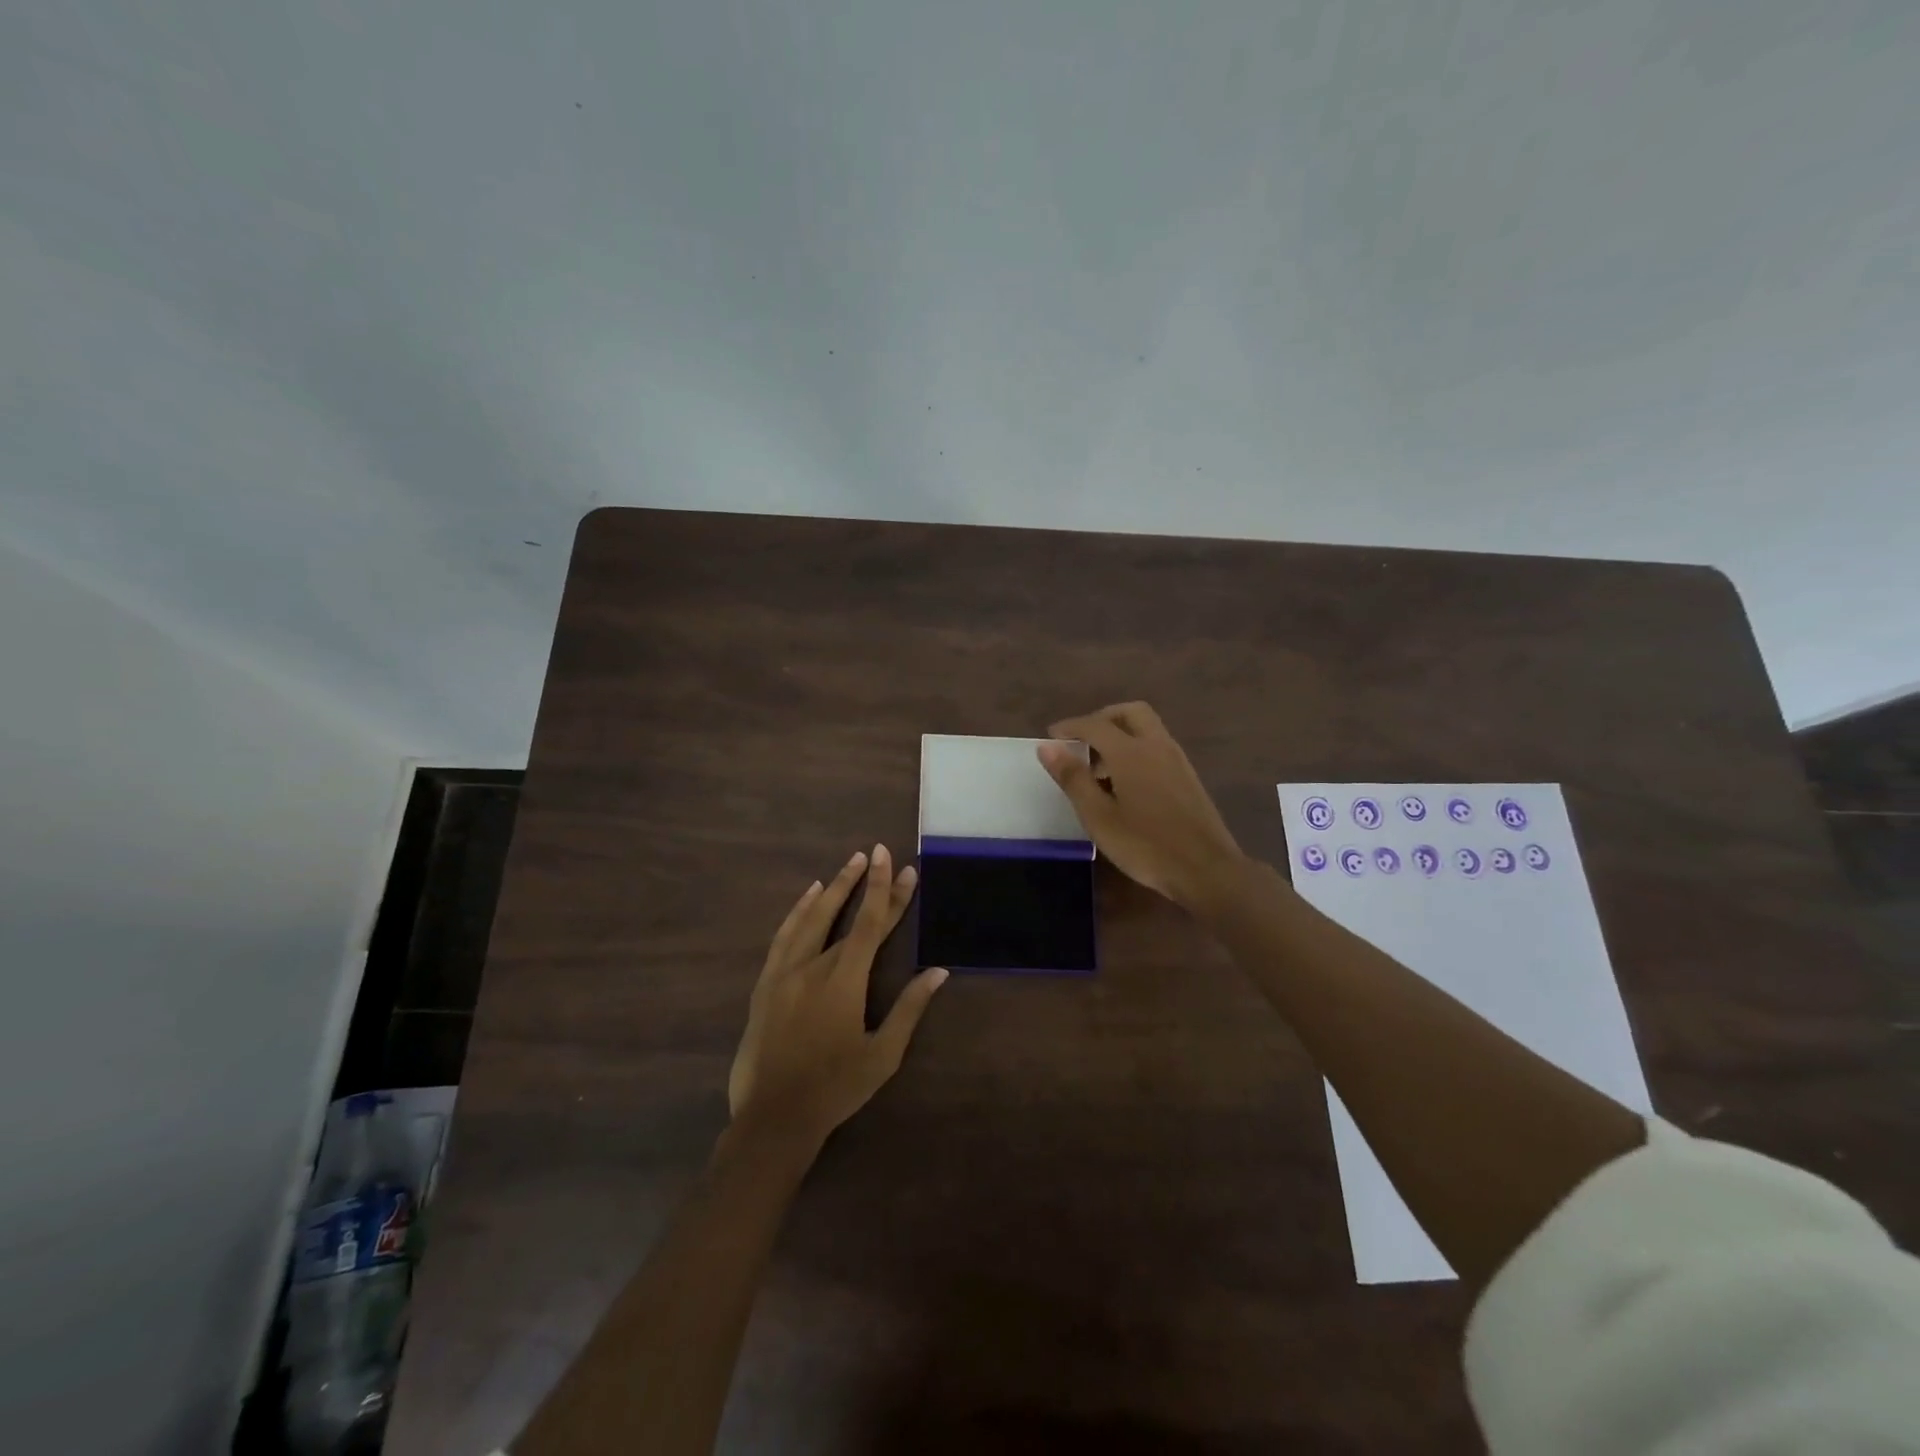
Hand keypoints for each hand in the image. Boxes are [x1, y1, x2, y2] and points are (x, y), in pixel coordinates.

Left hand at [728, 846, 947, 1147]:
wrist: (774, 1117)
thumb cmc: (836, 1087)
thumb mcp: (882, 1054)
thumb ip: (909, 1008)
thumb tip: (937, 971)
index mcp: (845, 979)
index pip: (872, 924)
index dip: (889, 892)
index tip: (901, 865)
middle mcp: (815, 965)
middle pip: (847, 916)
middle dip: (867, 884)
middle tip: (877, 851)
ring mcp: (786, 972)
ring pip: (812, 918)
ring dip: (833, 888)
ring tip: (849, 864)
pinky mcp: (766, 983)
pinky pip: (784, 935)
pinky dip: (798, 911)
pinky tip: (809, 897)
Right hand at [1039, 702, 1244, 911]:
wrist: (1206, 870)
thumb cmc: (1145, 845)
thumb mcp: (1099, 817)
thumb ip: (1073, 778)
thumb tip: (1047, 747)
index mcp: (1131, 752)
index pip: (1095, 724)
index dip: (1070, 727)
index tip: (1051, 736)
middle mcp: (1157, 746)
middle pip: (1129, 713)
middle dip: (1102, 719)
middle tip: (1081, 741)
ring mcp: (1177, 760)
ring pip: (1147, 728)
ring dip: (1120, 735)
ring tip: (1098, 769)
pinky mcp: (1188, 777)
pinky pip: (1157, 747)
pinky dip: (1136, 749)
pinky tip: (1125, 784)